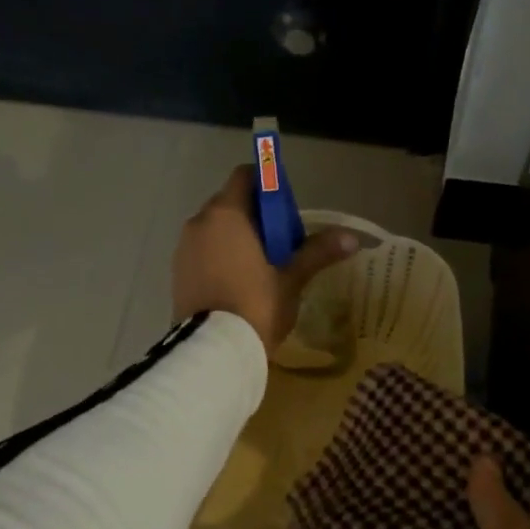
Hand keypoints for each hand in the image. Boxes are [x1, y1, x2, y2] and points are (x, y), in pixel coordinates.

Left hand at [171, 165, 358, 354]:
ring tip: (262, 268)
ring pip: (215, 230)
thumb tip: (352, 237)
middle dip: (255, 217)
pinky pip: (203, 253)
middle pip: (230, 204)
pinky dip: (220, 258)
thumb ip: (318, 252)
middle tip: (281, 245)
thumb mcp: (292, 279)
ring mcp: (183, 249)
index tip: (286, 212)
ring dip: (237, 239)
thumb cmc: (256, 305)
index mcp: (226, 214)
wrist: (213, 351)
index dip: (268, 187)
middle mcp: (199, 223)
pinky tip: (239, 285)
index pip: (246, 177)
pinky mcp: (177, 274)